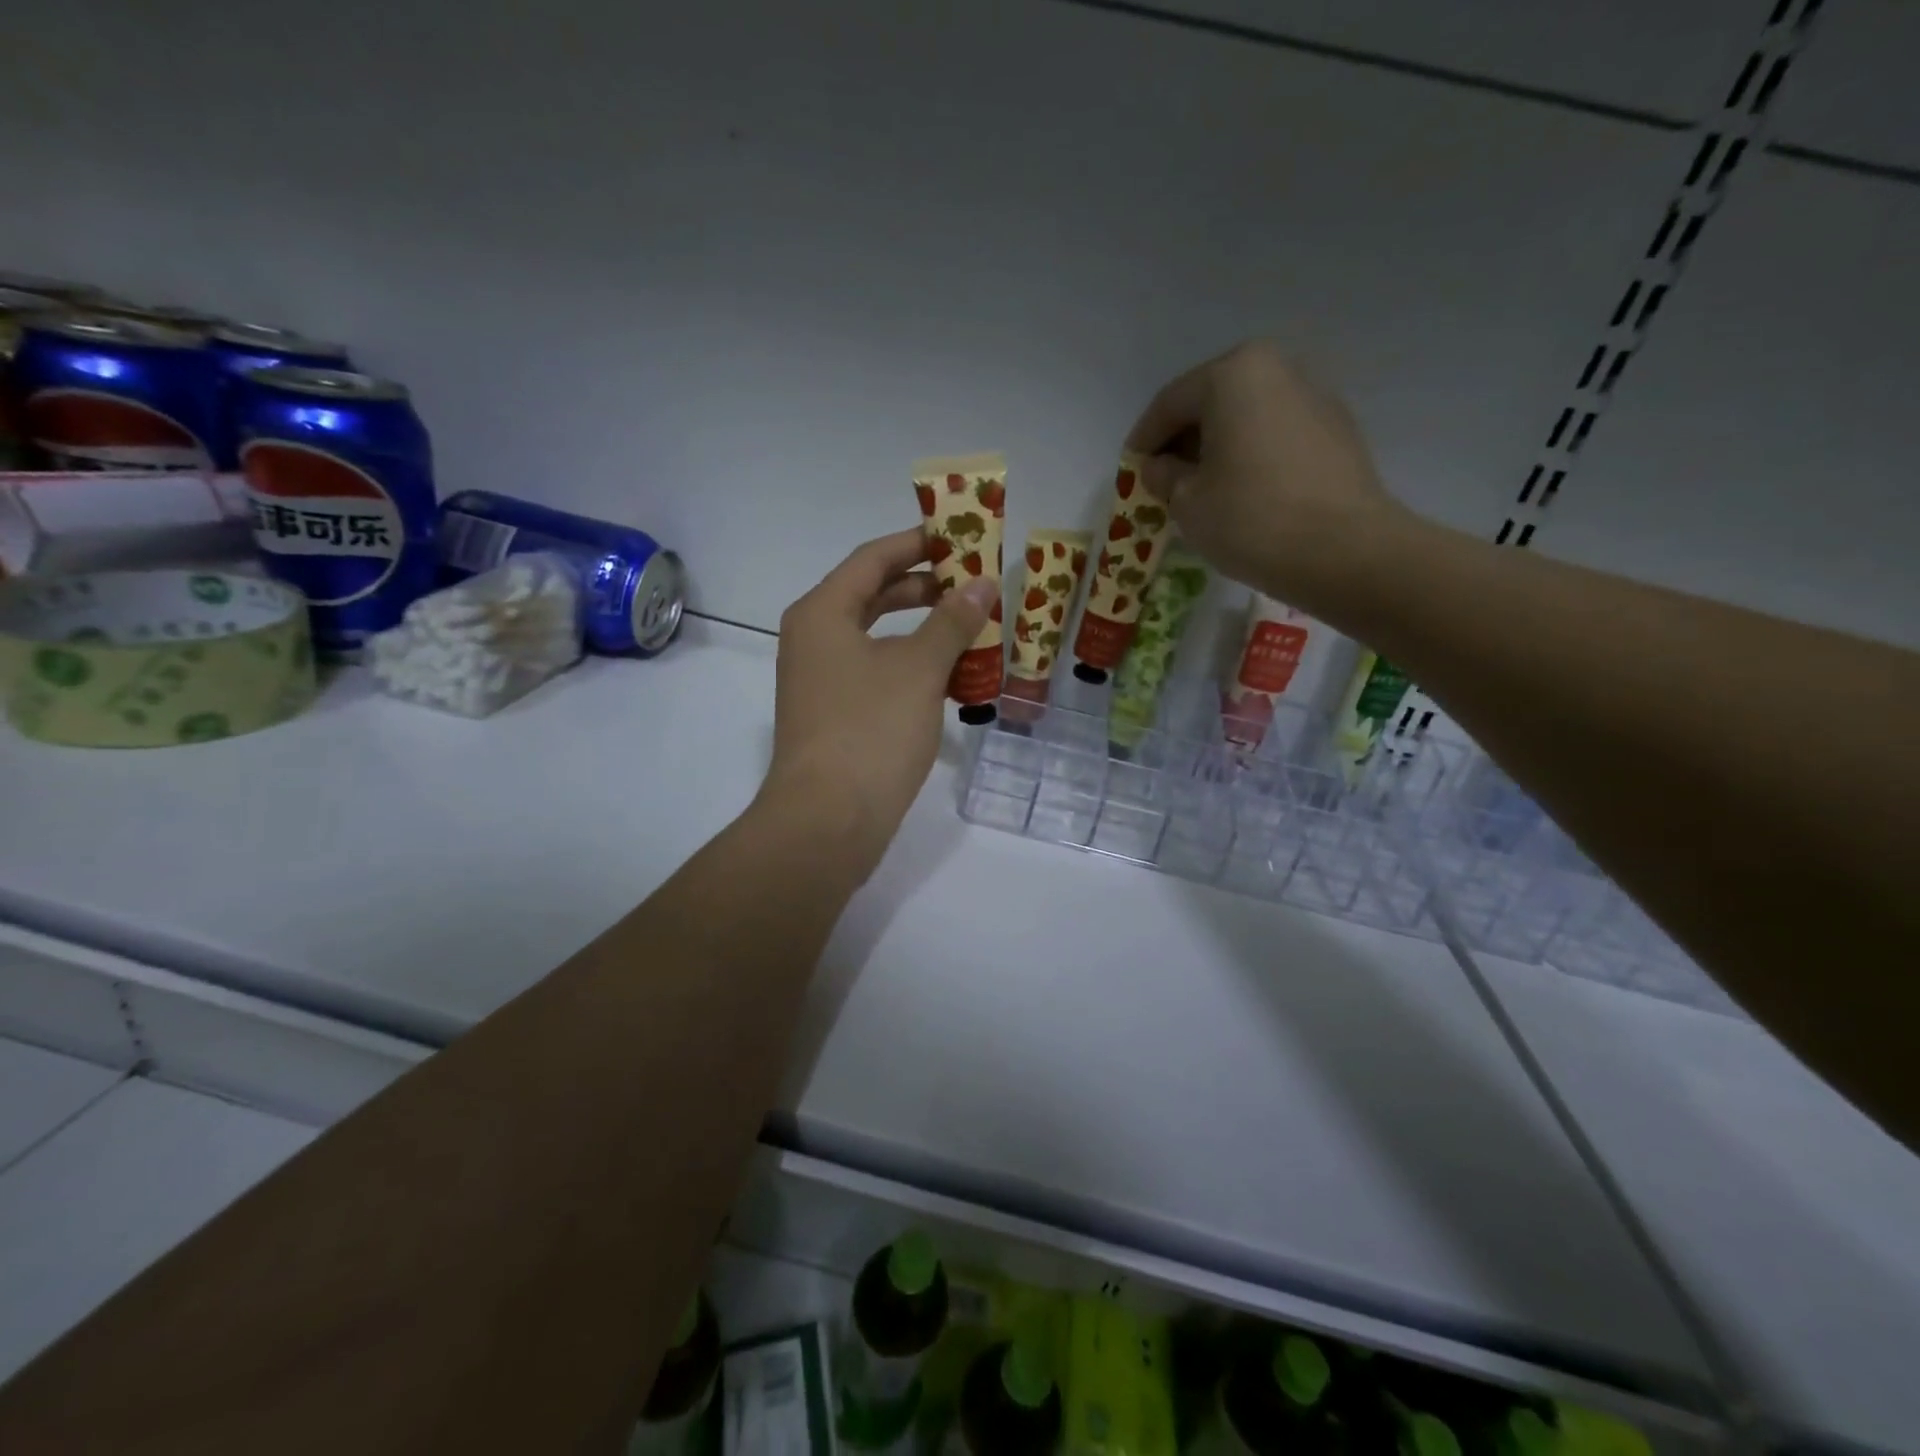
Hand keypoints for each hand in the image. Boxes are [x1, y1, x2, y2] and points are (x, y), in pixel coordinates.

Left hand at [763, 529, 996, 875]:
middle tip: (974, 582)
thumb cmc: (871, 730)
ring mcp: (821, 681)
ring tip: (972, 627)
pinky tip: (952, 678)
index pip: (872, 559)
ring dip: (924, 630)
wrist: (827, 821)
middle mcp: (814, 639)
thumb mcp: (919, 669)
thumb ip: (952, 621)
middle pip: (873, 595)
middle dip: (925, 587)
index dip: (917, 543)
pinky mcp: (834, 716)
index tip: (960, 537)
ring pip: (878, 638)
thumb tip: (982, 584)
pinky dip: (913, 667)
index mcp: (822, 613)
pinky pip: (877, 673)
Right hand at [1126, 341, 1411, 613]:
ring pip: (1245, 418)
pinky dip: (1250, 456)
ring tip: (1200, 490)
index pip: (1170, 403)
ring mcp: (1314, 397)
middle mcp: (1277, 369)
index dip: (1143, 440)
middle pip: (1211, 402)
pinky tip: (1241, 492)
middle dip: (1181, 441)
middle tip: (1162, 480)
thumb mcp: (1187, 502)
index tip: (1129, 471)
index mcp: (1233, 374)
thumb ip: (1163, 476)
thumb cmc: (1250, 518)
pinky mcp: (1336, 430)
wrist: (1344, 551)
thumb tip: (1159, 467)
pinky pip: (1275, 435)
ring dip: (1217, 449)